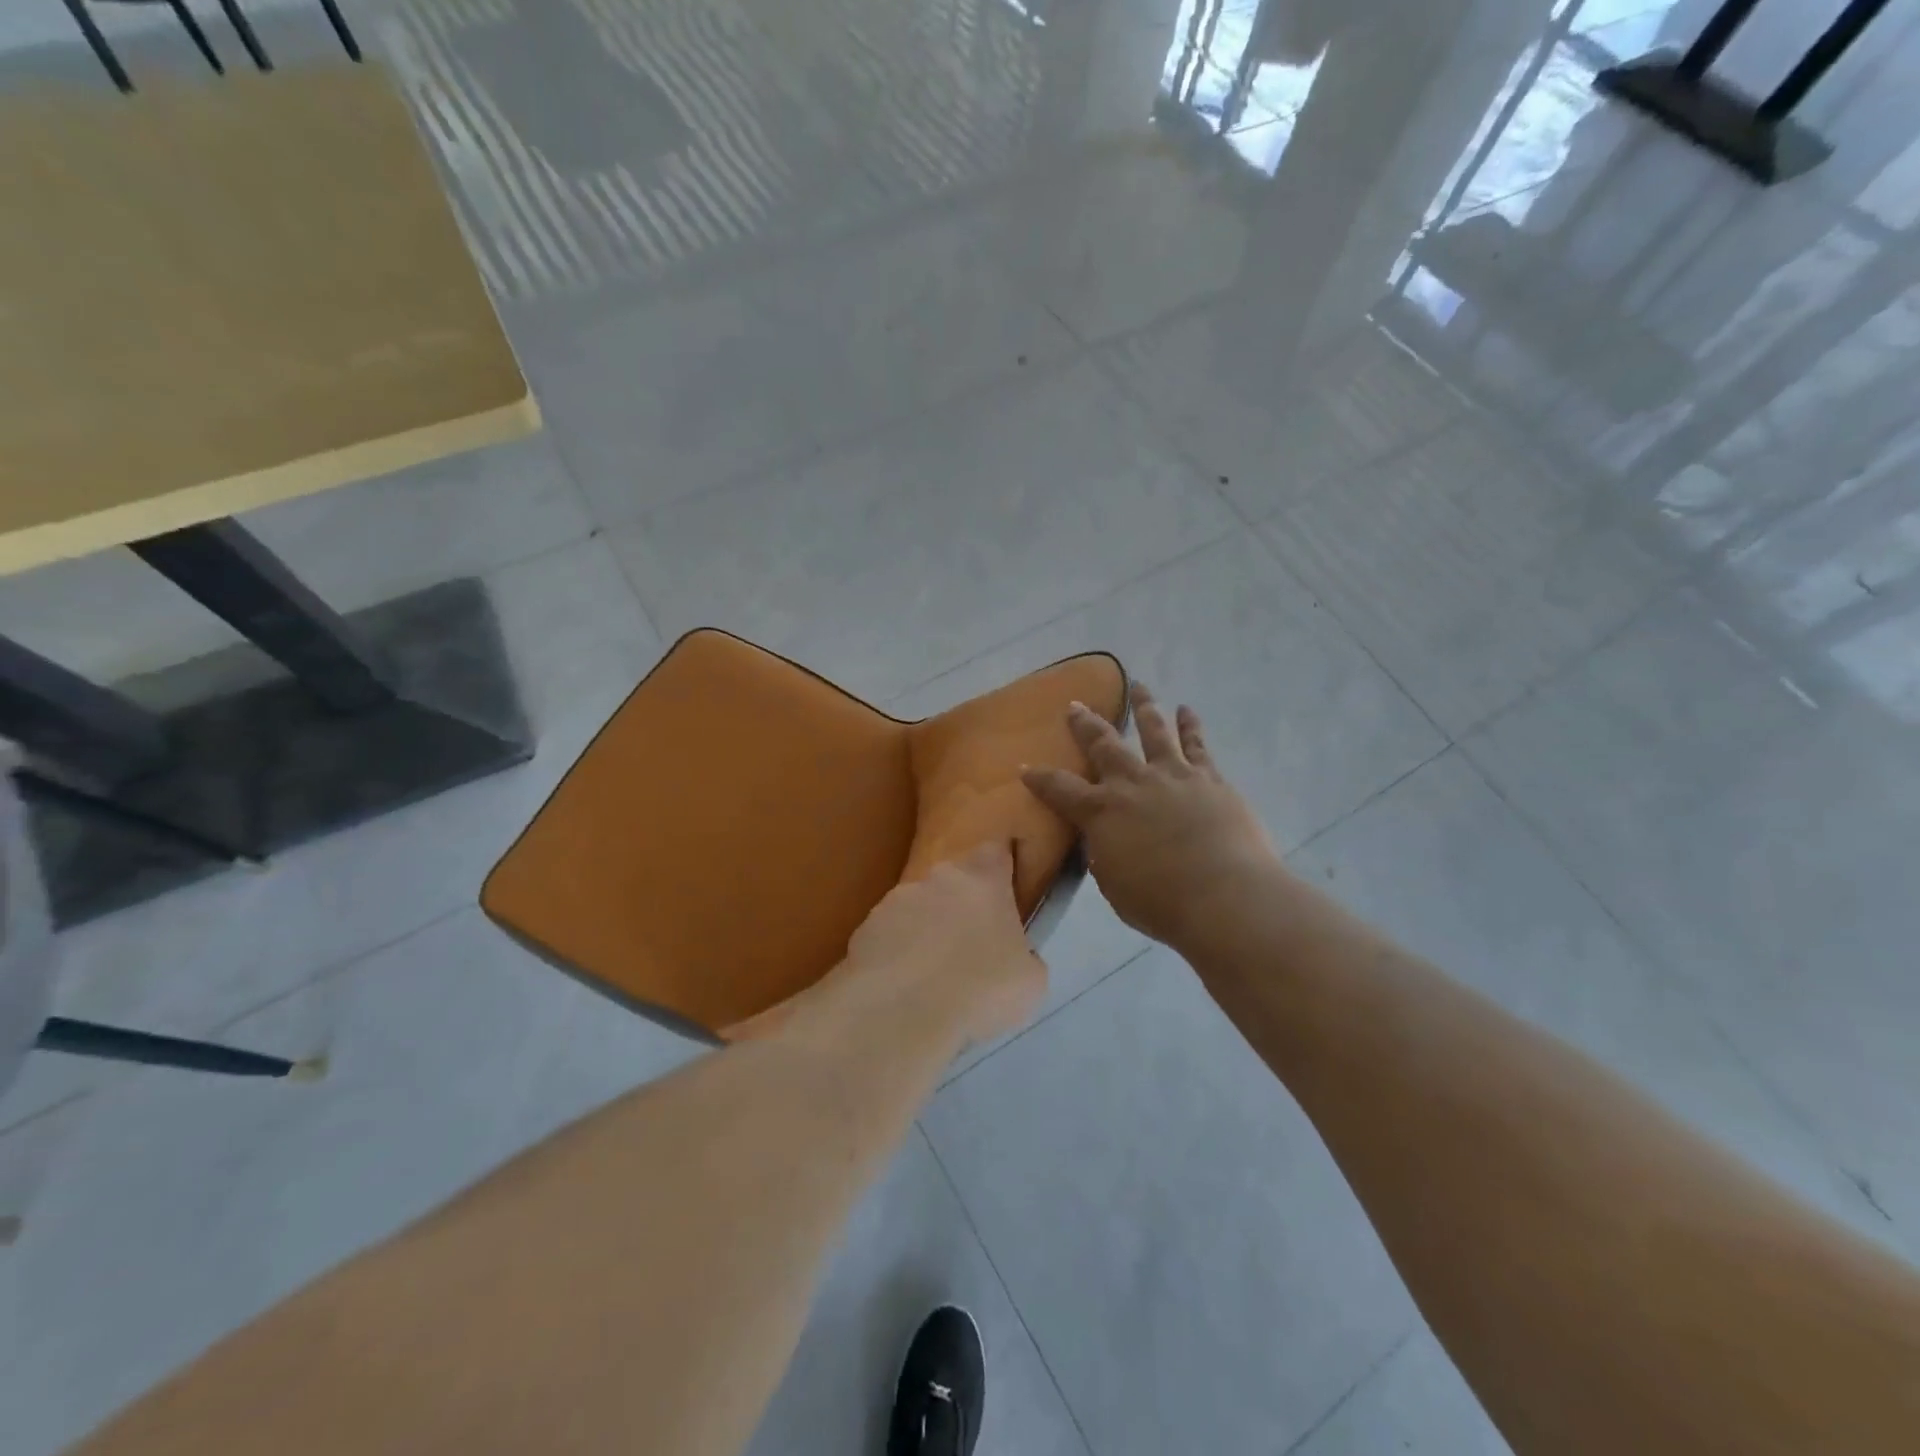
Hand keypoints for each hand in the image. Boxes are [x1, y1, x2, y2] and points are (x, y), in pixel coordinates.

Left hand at [844, 842, 1046, 1046]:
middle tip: (968, 949)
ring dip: (925, 931)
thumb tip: (1014, 957)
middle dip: (959, 907)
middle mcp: (937, 876)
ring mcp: (895, 900)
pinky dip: (895, 954)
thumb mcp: (1030, 980)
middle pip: (953, 881)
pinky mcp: (864, 928)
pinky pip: (888, 936)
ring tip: (930, 978)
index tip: (1003, 898)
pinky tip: (901, 988)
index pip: (995, 853)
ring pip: (917, 908)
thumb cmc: (982, 988)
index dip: (999, 872)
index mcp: (983, 878)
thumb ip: (1023, 954)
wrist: (902, 1011)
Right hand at [1022, 685, 1280, 952]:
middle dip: (1085, 724)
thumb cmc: (1160, 902)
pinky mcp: (1209, 778)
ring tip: (1138, 685)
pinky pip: (1197, 745)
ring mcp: (1172, 775)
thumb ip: (1104, 856)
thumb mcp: (1114, 885)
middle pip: (1103, 745)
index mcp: (1101, 812)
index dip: (1039, 778)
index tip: (1024, 766)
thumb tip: (1104, 840)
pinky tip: (1186, 710)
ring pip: (1153, 731)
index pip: (1060, 789)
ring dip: (1143, 707)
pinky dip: (1190, 725)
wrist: (1223, 896)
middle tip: (1075, 706)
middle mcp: (1132, 784)